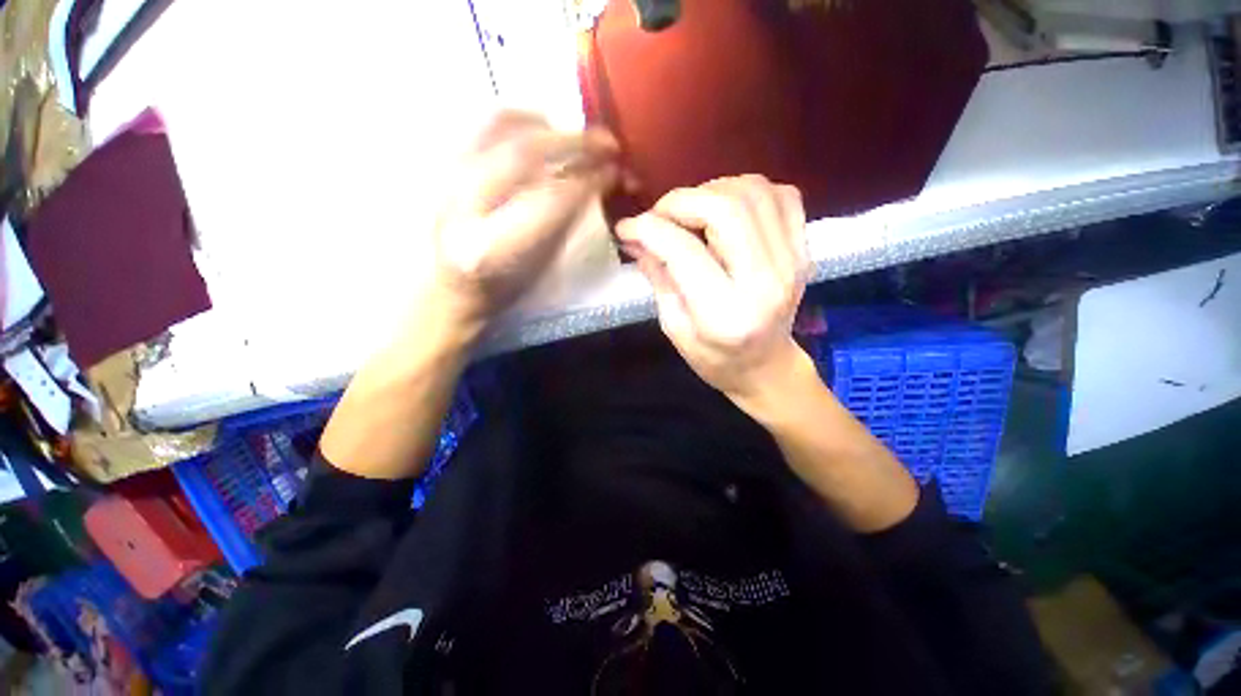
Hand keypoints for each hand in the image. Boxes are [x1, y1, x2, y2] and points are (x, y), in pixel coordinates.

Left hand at [431, 111, 618, 327]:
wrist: (452, 286)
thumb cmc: (504, 287)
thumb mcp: (540, 266)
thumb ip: (566, 223)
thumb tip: (597, 181)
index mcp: (492, 248)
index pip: (550, 200)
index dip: (588, 182)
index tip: (614, 172)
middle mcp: (464, 207)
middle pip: (525, 154)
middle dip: (575, 144)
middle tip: (608, 144)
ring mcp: (449, 178)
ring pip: (503, 127)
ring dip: (550, 127)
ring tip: (577, 136)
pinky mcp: (446, 164)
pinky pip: (486, 125)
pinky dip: (522, 120)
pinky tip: (544, 130)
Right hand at [616, 175, 810, 412]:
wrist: (766, 368)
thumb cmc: (715, 359)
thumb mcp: (674, 328)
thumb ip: (657, 277)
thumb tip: (635, 236)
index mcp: (725, 314)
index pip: (683, 251)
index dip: (648, 229)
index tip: (627, 228)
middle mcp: (765, 282)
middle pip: (725, 209)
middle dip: (681, 201)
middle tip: (660, 216)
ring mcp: (792, 262)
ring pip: (753, 193)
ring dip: (712, 192)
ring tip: (692, 214)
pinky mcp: (804, 250)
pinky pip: (782, 195)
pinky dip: (749, 191)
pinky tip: (729, 211)